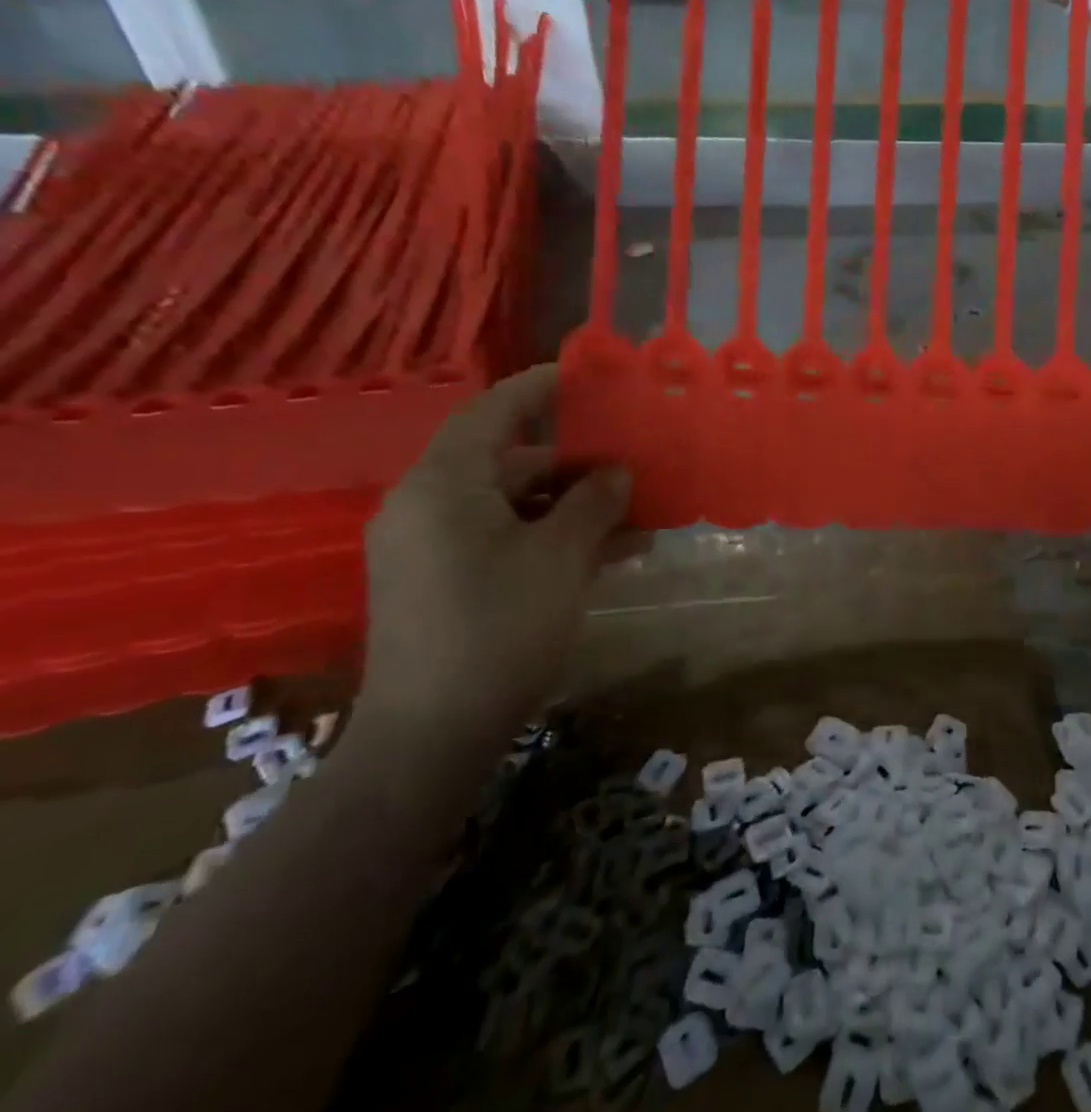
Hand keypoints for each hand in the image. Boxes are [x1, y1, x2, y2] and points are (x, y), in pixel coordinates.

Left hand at [356, 365, 632, 753]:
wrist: (432, 736)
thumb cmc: (499, 628)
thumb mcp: (561, 558)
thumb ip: (594, 503)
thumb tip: (618, 471)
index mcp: (443, 486)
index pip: (494, 412)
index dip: (542, 388)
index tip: (589, 375)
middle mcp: (429, 506)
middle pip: (513, 462)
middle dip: (580, 464)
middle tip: (636, 465)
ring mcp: (435, 547)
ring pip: (517, 506)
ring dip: (577, 507)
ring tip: (640, 516)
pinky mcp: (446, 582)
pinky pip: (507, 539)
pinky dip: (555, 538)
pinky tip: (614, 553)